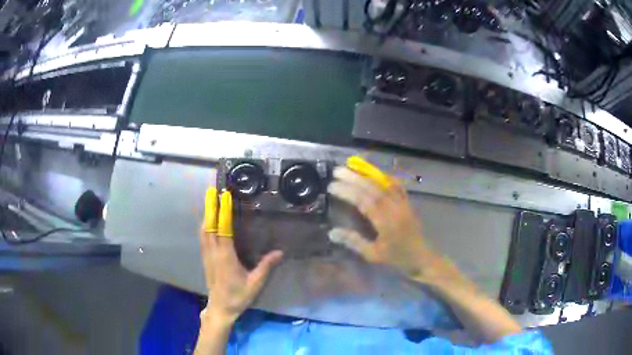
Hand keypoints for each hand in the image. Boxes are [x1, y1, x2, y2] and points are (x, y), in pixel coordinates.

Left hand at [199, 188, 282, 324]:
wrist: (220, 308)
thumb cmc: (238, 296)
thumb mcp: (255, 283)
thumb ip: (266, 267)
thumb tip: (280, 252)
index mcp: (226, 257)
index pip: (223, 230)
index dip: (223, 212)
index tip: (224, 196)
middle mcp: (214, 253)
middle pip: (209, 226)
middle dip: (210, 206)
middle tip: (211, 190)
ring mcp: (207, 255)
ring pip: (203, 230)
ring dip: (206, 214)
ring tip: (209, 200)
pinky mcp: (205, 258)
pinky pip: (202, 237)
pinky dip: (204, 224)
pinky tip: (206, 220)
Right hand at [329, 157, 521, 343]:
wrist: (423, 258)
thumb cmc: (398, 259)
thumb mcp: (374, 255)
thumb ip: (354, 242)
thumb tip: (332, 232)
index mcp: (386, 222)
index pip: (364, 201)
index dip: (348, 192)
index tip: (332, 186)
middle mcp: (395, 208)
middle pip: (373, 189)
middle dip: (354, 178)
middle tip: (337, 171)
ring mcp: (403, 204)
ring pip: (383, 184)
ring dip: (367, 175)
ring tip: (352, 167)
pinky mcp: (408, 203)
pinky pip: (397, 187)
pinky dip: (385, 178)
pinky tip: (377, 173)